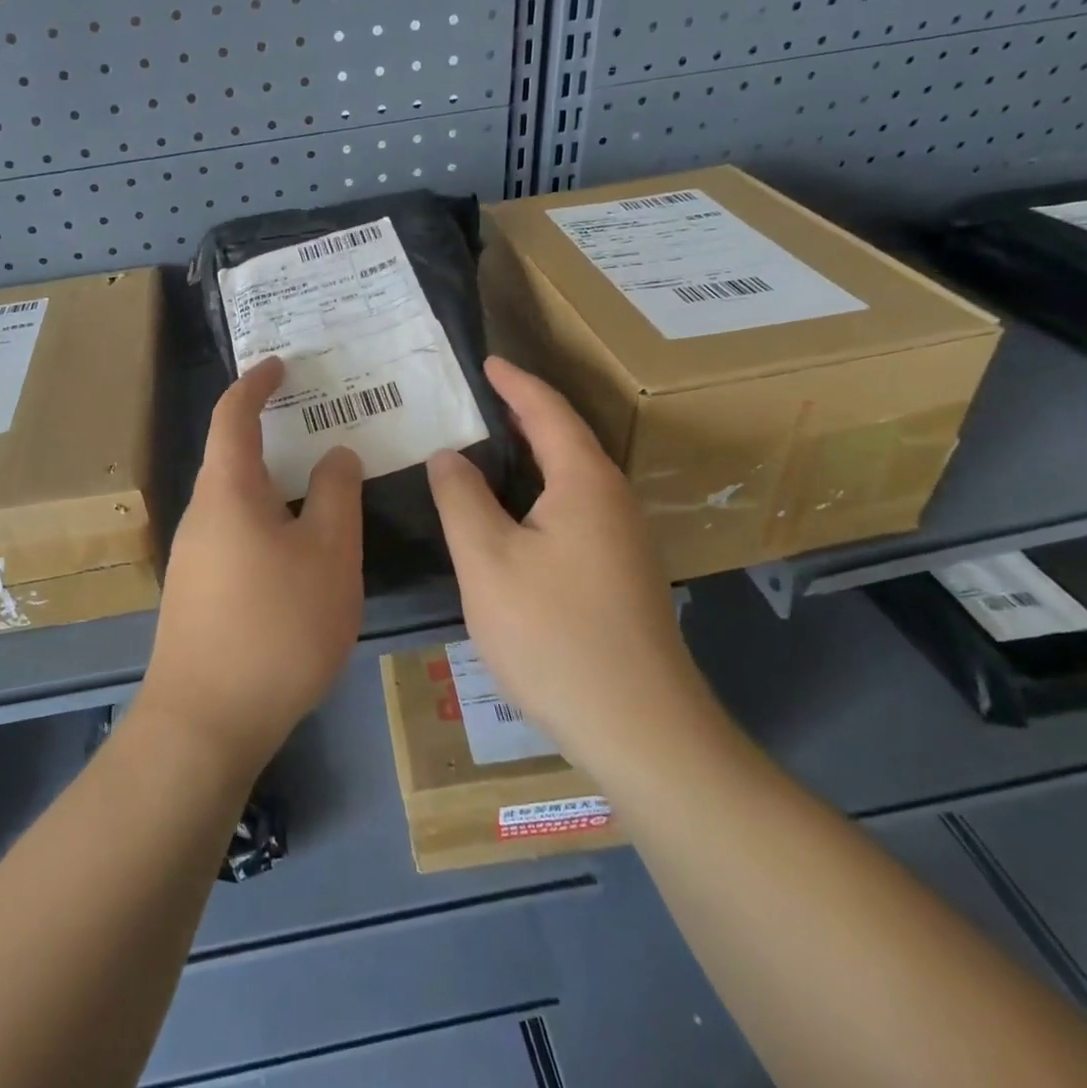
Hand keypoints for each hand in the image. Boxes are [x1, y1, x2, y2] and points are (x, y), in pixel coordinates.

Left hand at [140, 357, 364, 766]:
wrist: (205, 722)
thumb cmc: (276, 626)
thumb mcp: (328, 555)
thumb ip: (335, 496)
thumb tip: (334, 454)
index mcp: (228, 491)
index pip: (234, 415)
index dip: (256, 383)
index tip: (281, 365)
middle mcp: (201, 515)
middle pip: (234, 458)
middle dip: (273, 435)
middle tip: (320, 427)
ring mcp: (194, 557)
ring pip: (238, 501)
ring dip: (275, 484)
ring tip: (319, 488)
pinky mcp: (198, 593)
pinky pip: (237, 535)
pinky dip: (268, 521)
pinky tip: (298, 551)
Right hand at [426, 357, 716, 772]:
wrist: (639, 727)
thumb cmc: (554, 634)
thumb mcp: (488, 562)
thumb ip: (462, 499)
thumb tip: (448, 455)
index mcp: (584, 482)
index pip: (548, 411)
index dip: (514, 383)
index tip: (485, 361)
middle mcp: (613, 499)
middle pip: (565, 439)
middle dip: (523, 413)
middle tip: (476, 400)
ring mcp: (623, 538)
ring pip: (571, 477)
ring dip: (532, 455)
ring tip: (486, 447)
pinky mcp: (621, 572)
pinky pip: (575, 508)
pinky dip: (540, 492)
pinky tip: (513, 513)